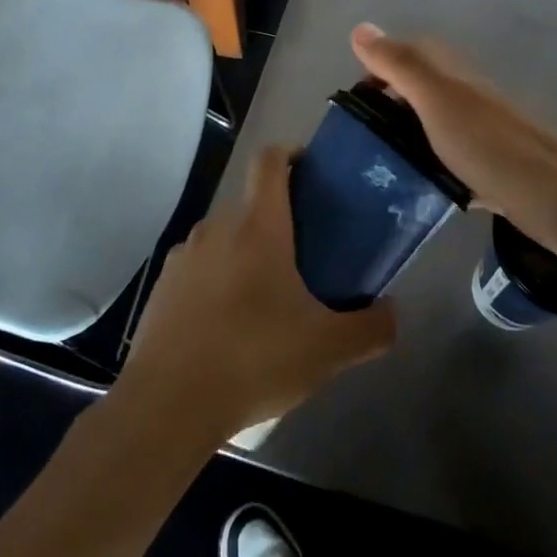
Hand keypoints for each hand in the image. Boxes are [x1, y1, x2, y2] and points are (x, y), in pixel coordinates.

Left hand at [118, 144, 395, 441]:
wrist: (168, 403)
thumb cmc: (254, 359)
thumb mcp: (327, 350)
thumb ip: (370, 329)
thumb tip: (393, 313)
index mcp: (258, 226)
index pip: (269, 160)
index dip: (290, 153)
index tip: (310, 170)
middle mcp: (217, 227)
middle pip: (250, 204)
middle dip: (276, 221)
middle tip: (302, 257)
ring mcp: (184, 255)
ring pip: (223, 237)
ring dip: (244, 253)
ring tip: (264, 298)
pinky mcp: (162, 286)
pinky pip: (198, 267)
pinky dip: (216, 280)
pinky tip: (227, 325)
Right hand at [349, 23, 556, 268]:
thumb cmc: (489, 143)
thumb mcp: (436, 98)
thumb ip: (400, 64)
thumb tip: (359, 28)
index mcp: (453, 75)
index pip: (409, 55)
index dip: (379, 68)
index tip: (354, 100)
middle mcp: (468, 98)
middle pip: (420, 91)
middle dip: (389, 106)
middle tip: (359, 137)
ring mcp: (482, 135)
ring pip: (435, 127)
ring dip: (409, 138)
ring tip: (377, 165)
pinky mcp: (493, 170)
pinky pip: (452, 163)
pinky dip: (433, 170)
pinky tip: (419, 191)